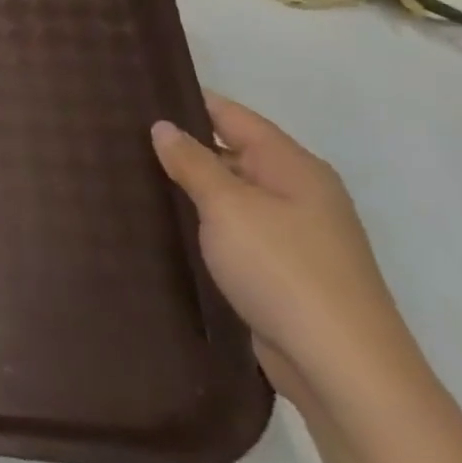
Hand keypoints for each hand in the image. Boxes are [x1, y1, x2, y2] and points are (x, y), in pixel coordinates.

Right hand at [152, 96, 423, 413]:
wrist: (342, 367)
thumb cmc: (283, 270)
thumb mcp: (228, 207)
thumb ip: (193, 162)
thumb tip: (164, 126)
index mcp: (293, 167)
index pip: (232, 116)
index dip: (188, 101)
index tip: (136, 95)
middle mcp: (299, 192)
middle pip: (232, 152)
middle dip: (182, 145)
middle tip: (119, 136)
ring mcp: (293, 233)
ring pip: (230, 193)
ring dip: (189, 186)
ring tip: (129, 174)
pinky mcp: (281, 269)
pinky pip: (233, 228)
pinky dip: (202, 220)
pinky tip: (164, 222)